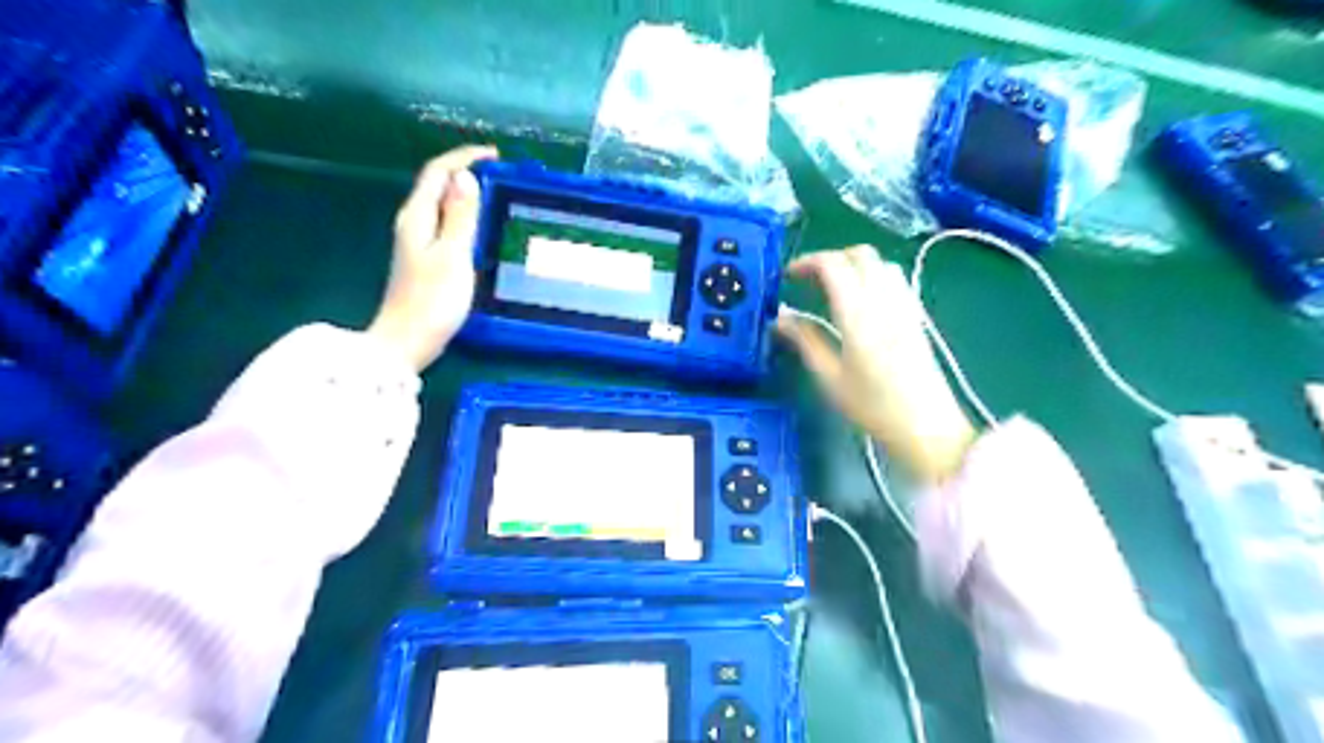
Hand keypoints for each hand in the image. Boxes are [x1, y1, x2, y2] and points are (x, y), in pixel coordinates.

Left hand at [367, 144, 495, 371]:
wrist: (407, 341)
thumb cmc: (432, 300)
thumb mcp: (454, 256)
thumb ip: (460, 216)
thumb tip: (466, 177)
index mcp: (417, 217)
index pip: (438, 172)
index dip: (465, 157)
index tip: (496, 156)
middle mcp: (413, 223)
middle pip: (437, 185)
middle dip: (466, 172)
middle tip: (501, 175)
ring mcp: (416, 242)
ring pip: (441, 204)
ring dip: (465, 194)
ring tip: (496, 195)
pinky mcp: (424, 259)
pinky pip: (445, 224)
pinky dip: (463, 215)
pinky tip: (479, 227)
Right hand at [773, 246, 974, 483]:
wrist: (928, 428)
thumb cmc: (873, 407)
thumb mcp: (830, 378)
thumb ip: (805, 340)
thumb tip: (781, 318)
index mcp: (859, 313)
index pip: (833, 265)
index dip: (807, 262)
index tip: (788, 277)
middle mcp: (885, 300)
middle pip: (860, 254)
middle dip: (830, 258)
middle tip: (808, 280)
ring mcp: (906, 305)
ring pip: (880, 263)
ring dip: (853, 265)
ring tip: (832, 289)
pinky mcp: (917, 316)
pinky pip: (894, 279)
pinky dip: (872, 276)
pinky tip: (861, 302)